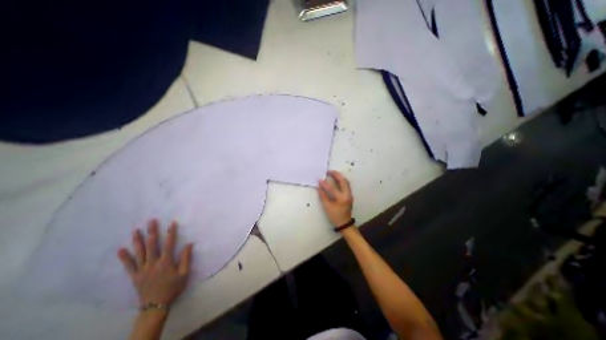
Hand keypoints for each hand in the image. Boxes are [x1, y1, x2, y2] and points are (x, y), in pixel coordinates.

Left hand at [117, 220, 192, 307]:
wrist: (156, 305)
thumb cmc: (173, 287)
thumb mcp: (184, 273)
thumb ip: (186, 258)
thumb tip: (189, 244)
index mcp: (166, 262)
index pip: (169, 244)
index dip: (171, 233)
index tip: (172, 223)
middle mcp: (153, 263)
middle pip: (152, 245)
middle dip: (152, 232)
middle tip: (151, 221)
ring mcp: (142, 270)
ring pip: (139, 253)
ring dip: (138, 241)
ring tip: (136, 230)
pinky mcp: (135, 276)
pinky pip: (128, 266)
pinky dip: (124, 257)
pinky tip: (121, 249)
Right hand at [319, 170, 352, 227]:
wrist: (345, 223)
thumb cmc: (335, 216)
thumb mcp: (327, 207)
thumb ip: (323, 196)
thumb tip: (318, 187)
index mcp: (342, 198)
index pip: (332, 188)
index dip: (325, 184)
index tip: (319, 179)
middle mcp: (347, 194)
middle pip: (343, 181)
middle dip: (336, 175)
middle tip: (329, 171)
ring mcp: (350, 194)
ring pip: (346, 182)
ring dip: (339, 177)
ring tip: (332, 173)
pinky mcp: (349, 195)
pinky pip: (346, 185)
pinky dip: (341, 180)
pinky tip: (336, 179)